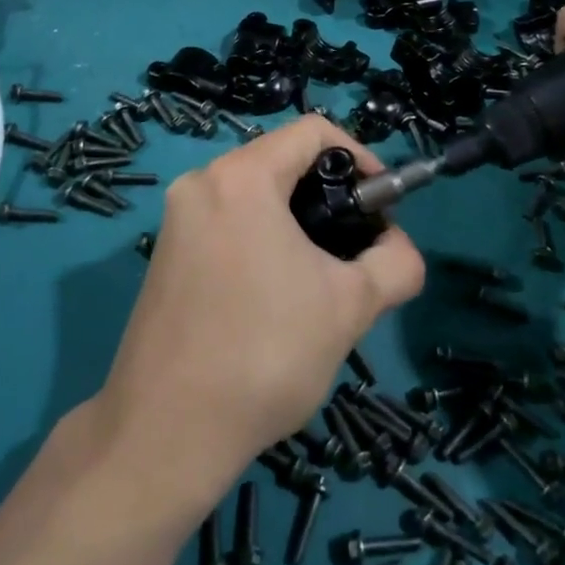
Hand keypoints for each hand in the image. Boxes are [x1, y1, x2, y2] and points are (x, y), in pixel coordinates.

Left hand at [92, 116, 424, 505]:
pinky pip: (227, 223)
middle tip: (355, 250)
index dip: (359, 157)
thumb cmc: (265, 353)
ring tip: (320, 281)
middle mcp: (201, 183)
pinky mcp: (165, 254)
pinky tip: (275, 298)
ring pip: (255, 196)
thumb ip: (395, 263)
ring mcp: (176, 219)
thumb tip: (399, 247)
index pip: (313, 131)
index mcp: (241, 177)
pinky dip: (262, 240)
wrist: (165, 433)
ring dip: (297, 224)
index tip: (380, 207)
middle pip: (282, 162)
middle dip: (329, 198)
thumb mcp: (351, 306)